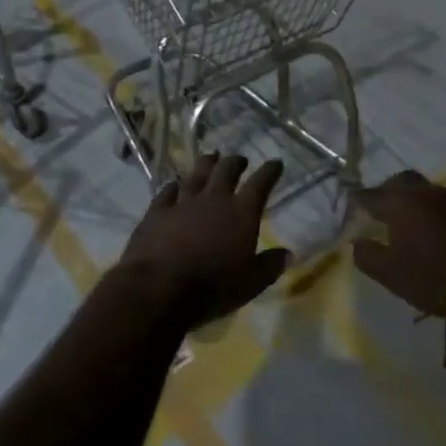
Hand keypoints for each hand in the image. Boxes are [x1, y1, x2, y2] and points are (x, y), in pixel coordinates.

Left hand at [120, 154, 290, 328]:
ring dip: (206, 164)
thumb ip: (269, 266)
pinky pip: (167, 192)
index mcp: (241, 213)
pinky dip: (173, 186)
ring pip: (197, 174)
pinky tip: (174, 184)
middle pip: (226, 171)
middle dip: (236, 162)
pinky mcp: (157, 212)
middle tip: (240, 159)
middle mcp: (214, 199)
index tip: (275, 163)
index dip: (269, 171)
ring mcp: (183, 203)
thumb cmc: (212, 287)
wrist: (158, 288)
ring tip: (211, 157)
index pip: (260, 184)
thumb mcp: (250, 284)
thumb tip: (288, 254)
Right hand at [350, 170, 445, 330]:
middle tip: (383, 205)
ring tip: (416, 215)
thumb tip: (356, 242)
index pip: (371, 195)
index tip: (351, 200)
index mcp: (399, 204)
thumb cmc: (430, 277)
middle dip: (389, 189)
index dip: (359, 199)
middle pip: (402, 181)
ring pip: (430, 189)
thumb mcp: (390, 275)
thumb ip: (367, 256)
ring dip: (420, 199)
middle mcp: (426, 193)